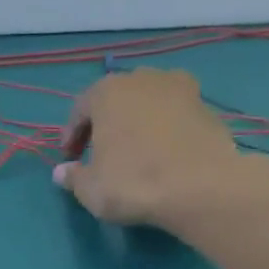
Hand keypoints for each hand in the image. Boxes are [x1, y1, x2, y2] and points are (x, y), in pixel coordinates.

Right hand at [55, 68, 248, 227]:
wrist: (201, 187)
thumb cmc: (134, 183)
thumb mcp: (91, 189)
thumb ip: (73, 177)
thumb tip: (61, 172)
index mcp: (108, 91)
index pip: (80, 109)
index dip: (72, 135)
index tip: (70, 157)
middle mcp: (143, 79)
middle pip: (117, 100)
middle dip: (107, 123)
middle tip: (102, 152)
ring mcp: (181, 89)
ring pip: (150, 104)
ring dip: (140, 123)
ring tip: (137, 151)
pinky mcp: (207, 108)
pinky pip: (177, 117)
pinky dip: (167, 131)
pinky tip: (166, 156)